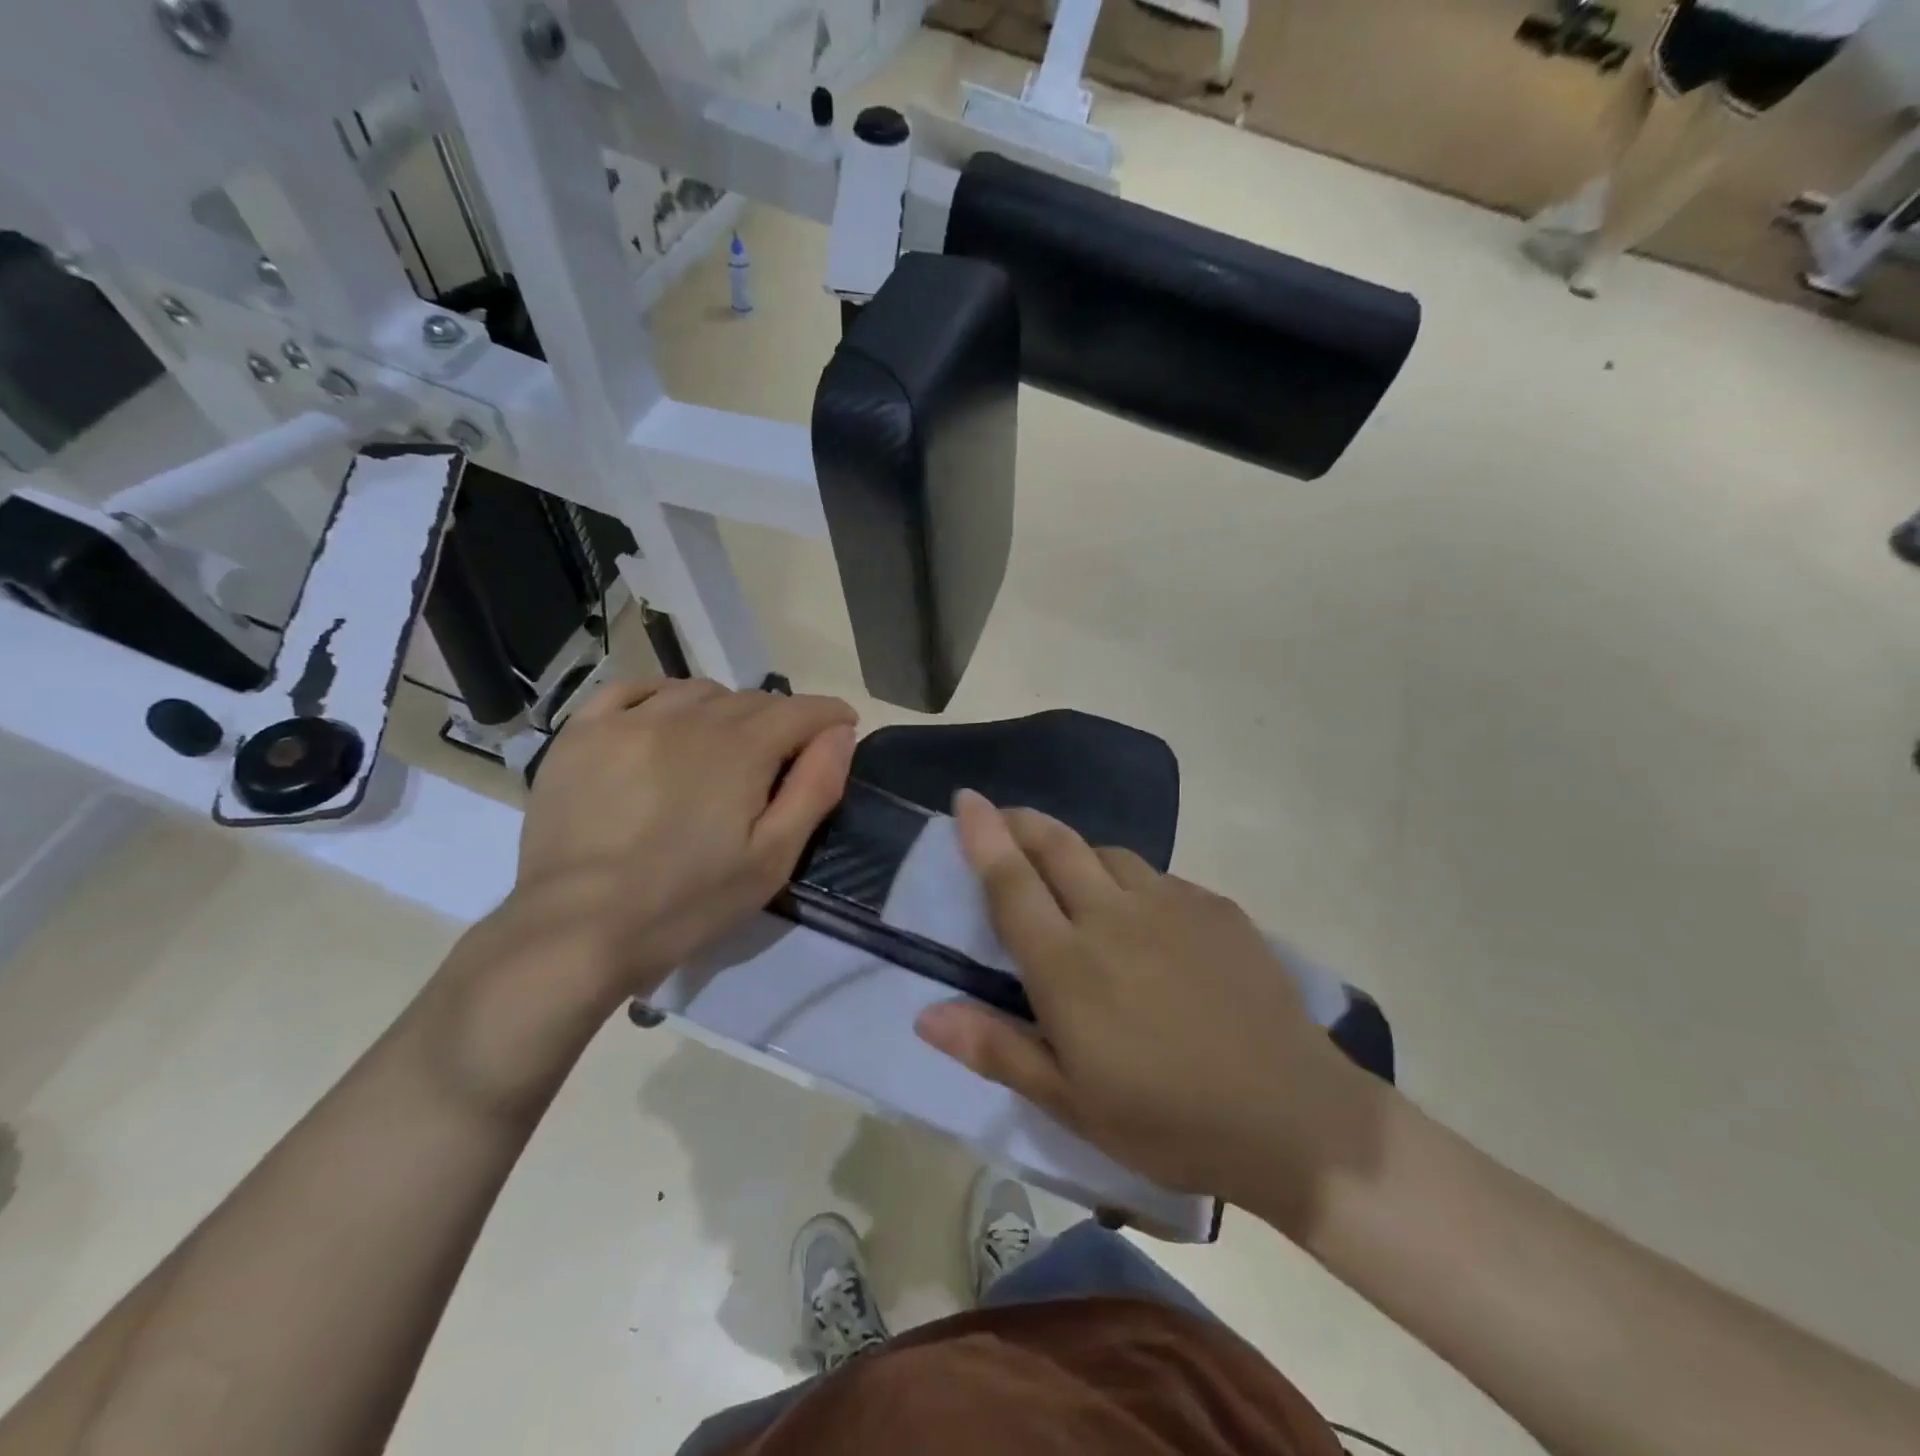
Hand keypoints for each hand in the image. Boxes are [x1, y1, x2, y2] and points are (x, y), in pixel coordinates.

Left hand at [510, 677, 856, 997]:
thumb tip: (840, 732)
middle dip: (780, 720)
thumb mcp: (772, 858)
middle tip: (781, 758)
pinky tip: (664, 722)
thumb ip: (814, 787)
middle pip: (752, 699)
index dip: (830, 716)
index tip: (843, 727)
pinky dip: (662, 697)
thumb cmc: (687, 902)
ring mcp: (629, 720)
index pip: (801, 710)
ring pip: (697, 691)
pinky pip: (633, 689)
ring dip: (724, 710)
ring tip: (722, 747)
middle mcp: (688, 718)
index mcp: (740, 749)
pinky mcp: (582, 733)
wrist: (576, 930)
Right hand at [914, 791, 1366, 1215]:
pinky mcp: (1216, 908)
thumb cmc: (1169, 1120)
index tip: (965, 799)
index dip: (983, 835)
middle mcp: (1113, 917)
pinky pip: (1157, 877)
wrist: (1295, 1118)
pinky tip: (1144, 919)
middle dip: (1022, 822)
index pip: (1011, 882)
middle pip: (1057, 845)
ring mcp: (1171, 905)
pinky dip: (1131, 881)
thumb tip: (925, 1014)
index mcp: (1069, 966)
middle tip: (1004, 817)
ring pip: (1108, 854)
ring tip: (1071, 878)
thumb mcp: (1071, 1103)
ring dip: (1077, 853)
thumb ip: (997, 1049)